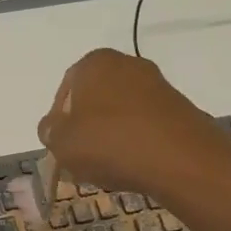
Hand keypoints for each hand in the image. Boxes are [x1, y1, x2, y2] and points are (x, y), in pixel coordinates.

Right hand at [37, 49, 230, 199]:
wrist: (182, 160)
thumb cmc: (110, 143)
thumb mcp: (61, 143)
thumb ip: (49, 132)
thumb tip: (53, 128)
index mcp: (94, 63)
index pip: (65, 92)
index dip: (59, 123)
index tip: (62, 148)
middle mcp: (126, 64)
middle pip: (95, 100)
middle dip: (86, 128)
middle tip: (82, 159)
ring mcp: (158, 85)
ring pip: (121, 113)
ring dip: (112, 136)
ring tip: (109, 167)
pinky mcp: (180, 108)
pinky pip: (146, 125)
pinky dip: (137, 142)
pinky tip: (134, 166)